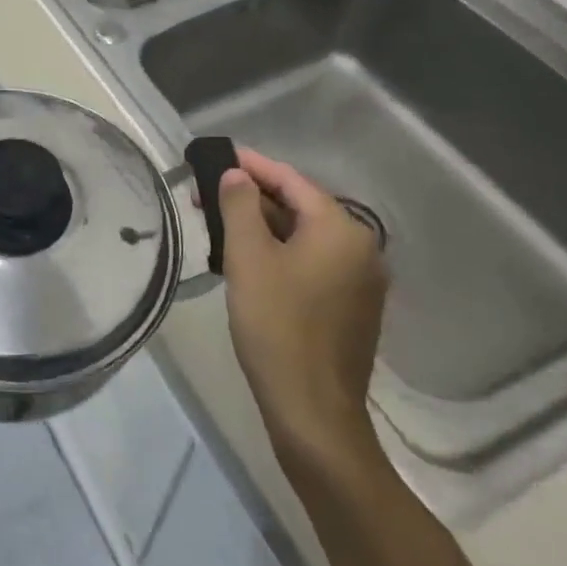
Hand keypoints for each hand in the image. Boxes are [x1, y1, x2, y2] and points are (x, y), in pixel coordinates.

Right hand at [215, 148, 388, 468]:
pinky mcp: (353, 307)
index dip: (251, 165)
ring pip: (305, 236)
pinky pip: (313, 262)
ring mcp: (361, 280)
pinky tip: (249, 260)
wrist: (312, 409)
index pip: (291, 180)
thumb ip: (240, 206)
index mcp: (340, 229)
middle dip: (252, 197)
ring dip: (263, 225)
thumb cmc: (276, 325)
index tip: (215, 156)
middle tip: (205, 195)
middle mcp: (361, 247)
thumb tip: (237, 174)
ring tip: (220, 225)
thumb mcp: (248, 258)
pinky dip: (280, 251)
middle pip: (300, 206)